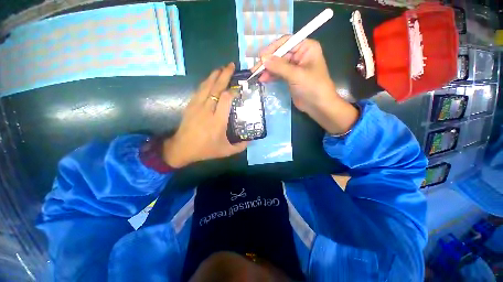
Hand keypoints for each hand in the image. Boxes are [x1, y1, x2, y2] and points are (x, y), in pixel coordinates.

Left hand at [162, 63, 247, 167]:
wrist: (182, 149)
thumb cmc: (205, 150)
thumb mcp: (226, 151)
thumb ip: (240, 146)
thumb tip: (250, 140)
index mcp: (218, 121)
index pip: (226, 99)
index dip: (233, 91)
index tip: (239, 87)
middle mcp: (207, 110)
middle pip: (216, 88)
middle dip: (224, 75)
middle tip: (231, 65)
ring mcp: (197, 106)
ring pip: (206, 86)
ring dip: (214, 75)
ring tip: (222, 68)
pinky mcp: (190, 105)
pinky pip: (199, 90)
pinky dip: (206, 82)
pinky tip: (210, 79)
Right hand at [253, 36, 358, 134]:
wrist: (318, 105)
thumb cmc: (312, 87)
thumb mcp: (296, 75)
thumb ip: (279, 66)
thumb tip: (263, 59)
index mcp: (306, 47)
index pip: (286, 42)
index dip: (273, 49)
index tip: (261, 57)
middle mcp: (300, 55)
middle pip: (280, 54)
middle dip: (268, 62)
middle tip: (255, 69)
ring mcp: (295, 67)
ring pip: (278, 65)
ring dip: (268, 70)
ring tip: (257, 75)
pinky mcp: (290, 78)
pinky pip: (278, 74)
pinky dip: (271, 76)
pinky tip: (263, 79)